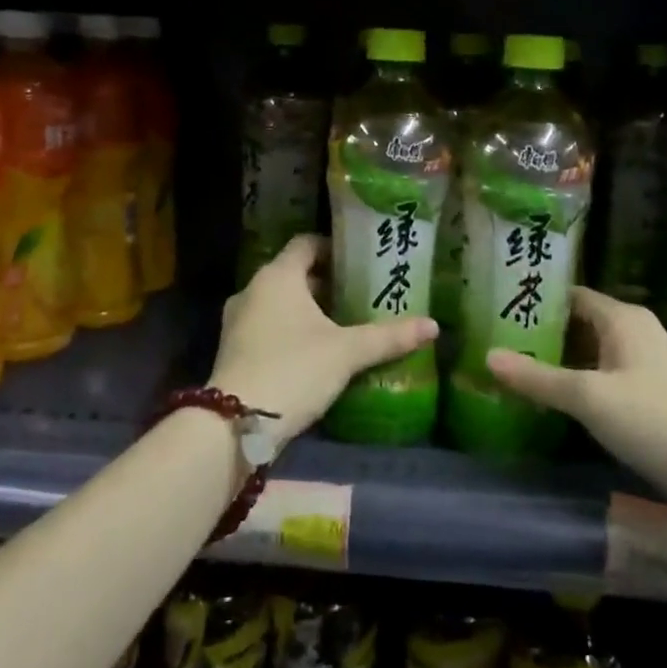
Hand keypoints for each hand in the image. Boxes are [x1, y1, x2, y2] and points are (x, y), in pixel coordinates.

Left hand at [210, 235, 437, 450]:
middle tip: (359, 296)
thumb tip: (433, 325)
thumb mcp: (347, 352)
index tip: (359, 262)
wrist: (236, 424)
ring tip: (341, 325)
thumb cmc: (294, 370)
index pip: (306, 243)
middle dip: (326, 284)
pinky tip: (314, 352)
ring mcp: (237, 320)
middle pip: (293, 274)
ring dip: (307, 309)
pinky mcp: (233, 349)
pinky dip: (289, 330)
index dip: (333, 248)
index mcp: (277, 276)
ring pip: (279, 302)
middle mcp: (252, 289)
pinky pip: (266, 326)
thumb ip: (388, 336)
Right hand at [488, 287, 666, 511]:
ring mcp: (648, 365)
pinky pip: (607, 377)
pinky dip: (581, 384)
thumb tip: (487, 356)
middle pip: (579, 324)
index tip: (497, 311)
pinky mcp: (655, 396)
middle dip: (542, 335)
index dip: (535, 301)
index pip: (569, 296)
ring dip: (560, 362)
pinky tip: (558, 402)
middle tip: (498, 345)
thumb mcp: (589, 398)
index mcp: (622, 318)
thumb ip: (537, 378)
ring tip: (518, 372)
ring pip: (593, 353)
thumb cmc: (657, 420)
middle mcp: (636, 332)